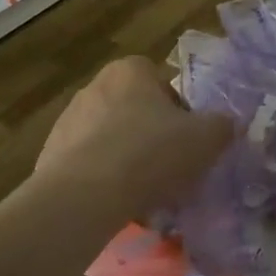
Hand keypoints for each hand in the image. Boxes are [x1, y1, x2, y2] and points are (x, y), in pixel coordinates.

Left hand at [35, 56, 231, 216]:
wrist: (84, 196)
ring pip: (112, 140)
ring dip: (129, 160)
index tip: (188, 140)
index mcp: (130, 70)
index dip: (181, 112)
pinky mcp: (51, 156)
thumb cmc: (151, 154)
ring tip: (146, 194)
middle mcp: (94, 86)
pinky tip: (118, 204)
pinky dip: (104, 181)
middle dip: (153, 137)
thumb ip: (223, 125)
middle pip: (136, 111)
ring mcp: (68, 121)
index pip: (163, 83)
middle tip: (171, 168)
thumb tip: (225, 125)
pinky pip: (89, 166)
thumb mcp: (207, 138)